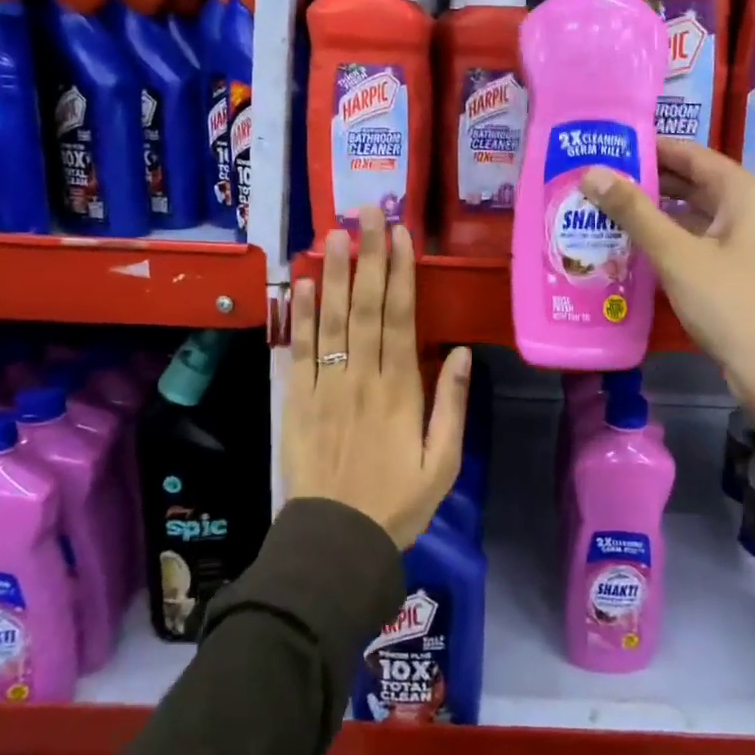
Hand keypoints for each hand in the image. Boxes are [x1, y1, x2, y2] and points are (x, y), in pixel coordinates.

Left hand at [285, 208, 471, 547]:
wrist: (336, 542)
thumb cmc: (398, 504)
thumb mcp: (443, 463)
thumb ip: (450, 405)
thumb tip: (458, 351)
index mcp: (400, 391)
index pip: (400, 318)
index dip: (400, 273)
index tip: (400, 235)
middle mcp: (361, 379)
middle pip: (364, 307)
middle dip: (368, 256)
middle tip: (367, 212)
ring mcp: (325, 387)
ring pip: (330, 321)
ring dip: (331, 274)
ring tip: (333, 233)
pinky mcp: (296, 402)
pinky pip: (298, 352)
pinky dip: (299, 317)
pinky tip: (300, 285)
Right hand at [581, 139, 754, 440]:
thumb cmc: (732, 303)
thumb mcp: (677, 254)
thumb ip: (634, 212)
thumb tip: (592, 172)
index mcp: (741, 192)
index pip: (688, 152)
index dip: (646, 146)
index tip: (603, 146)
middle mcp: (744, 209)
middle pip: (688, 182)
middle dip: (643, 181)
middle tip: (593, 181)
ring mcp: (740, 242)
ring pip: (689, 215)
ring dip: (650, 213)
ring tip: (600, 210)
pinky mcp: (733, 272)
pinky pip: (692, 243)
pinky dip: (664, 241)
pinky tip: (628, 247)